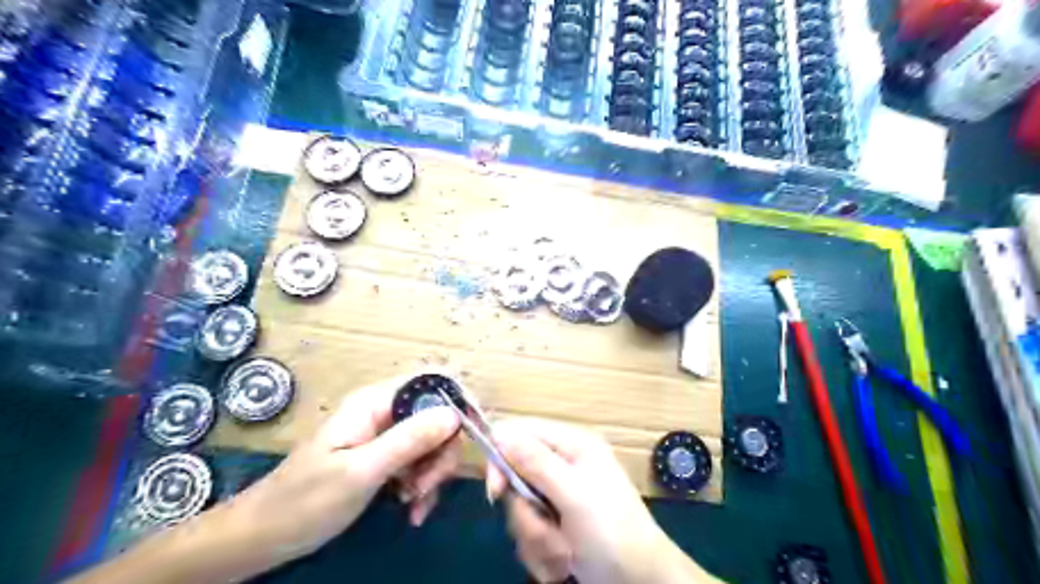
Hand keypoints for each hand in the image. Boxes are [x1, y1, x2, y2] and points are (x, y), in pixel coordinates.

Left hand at [229, 377, 459, 563]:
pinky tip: (412, 509)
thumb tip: (455, 414)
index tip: (474, 433)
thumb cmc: (305, 501)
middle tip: (427, 487)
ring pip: (432, 442)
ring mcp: (385, 435)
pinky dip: (423, 485)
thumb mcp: (361, 472)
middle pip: (437, 416)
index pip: (431, 382)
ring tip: (414, 503)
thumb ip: (409, 440)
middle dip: (442, 452)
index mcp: (376, 403)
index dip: (458, 400)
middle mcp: (385, 412)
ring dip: (433, 474)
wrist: (263, 536)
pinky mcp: (385, 458)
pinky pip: (419, 462)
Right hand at [487, 420, 716, 583]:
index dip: (501, 457)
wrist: (642, 583)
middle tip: (548, 530)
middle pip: (515, 477)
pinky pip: (530, 532)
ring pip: (521, 510)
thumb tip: (501, 433)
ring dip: (537, 538)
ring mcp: (560, 496)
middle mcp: (563, 465)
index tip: (497, 491)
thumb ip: (537, 463)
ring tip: (565, 553)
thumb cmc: (612, 532)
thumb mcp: (574, 494)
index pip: (520, 432)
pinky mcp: (558, 523)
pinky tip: (566, 563)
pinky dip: (544, 553)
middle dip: (527, 513)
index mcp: (571, 444)